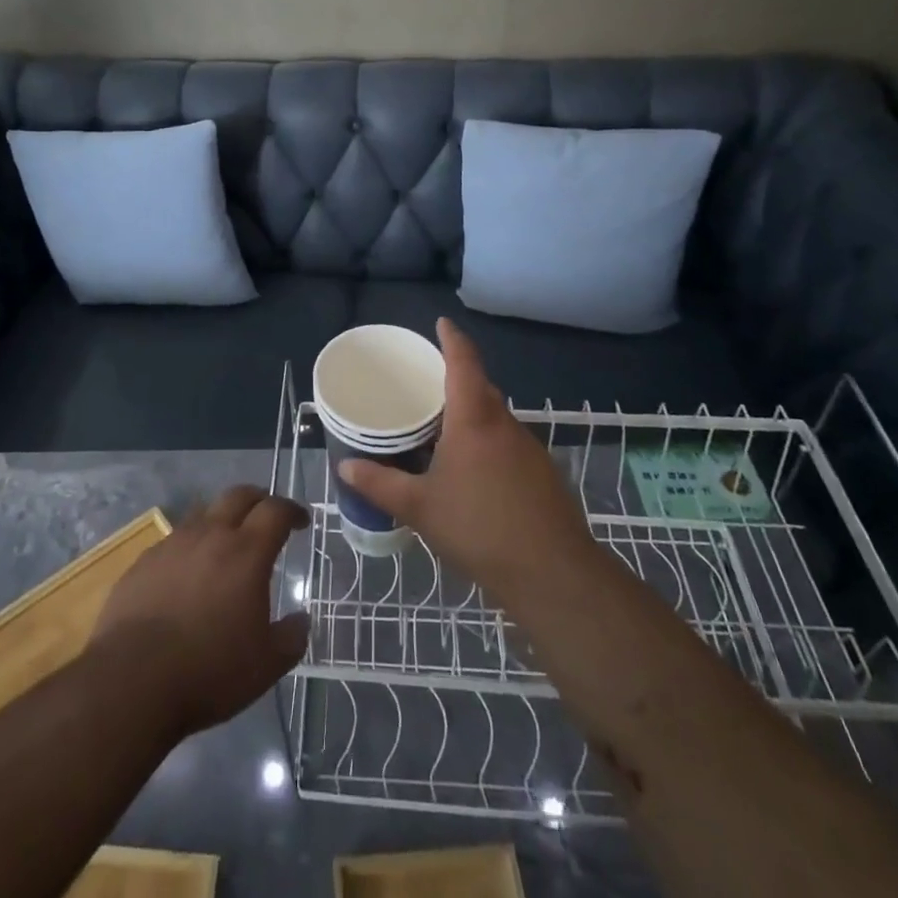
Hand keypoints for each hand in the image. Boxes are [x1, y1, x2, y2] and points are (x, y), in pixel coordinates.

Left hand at [91, 487, 309, 738]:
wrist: (132, 680)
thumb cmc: (209, 670)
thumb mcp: (266, 664)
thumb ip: (291, 637)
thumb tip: (301, 620)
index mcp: (247, 552)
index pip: (276, 510)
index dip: (292, 511)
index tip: (301, 521)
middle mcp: (210, 535)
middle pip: (239, 495)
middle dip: (259, 500)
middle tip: (267, 517)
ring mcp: (173, 544)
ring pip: (203, 513)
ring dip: (221, 520)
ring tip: (226, 545)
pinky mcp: (144, 562)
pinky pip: (174, 541)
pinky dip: (190, 548)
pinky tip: (187, 575)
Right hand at [339, 318, 596, 597]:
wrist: (553, 574)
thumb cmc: (479, 529)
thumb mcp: (419, 508)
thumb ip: (380, 484)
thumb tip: (344, 466)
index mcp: (474, 420)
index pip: (464, 363)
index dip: (452, 339)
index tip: (442, 323)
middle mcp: (505, 425)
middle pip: (481, 388)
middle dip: (458, 378)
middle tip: (428, 382)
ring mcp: (529, 450)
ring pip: (496, 418)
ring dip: (473, 414)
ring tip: (443, 428)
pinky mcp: (543, 474)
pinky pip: (508, 443)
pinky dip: (488, 442)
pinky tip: (473, 471)